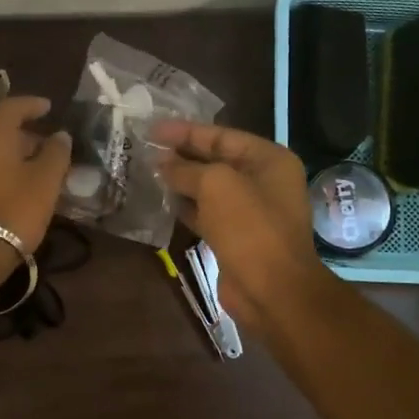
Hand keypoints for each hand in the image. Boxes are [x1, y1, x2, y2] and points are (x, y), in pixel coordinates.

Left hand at [0, 96, 71, 294]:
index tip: (49, 108)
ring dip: (19, 159)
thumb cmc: (14, 210)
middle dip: (29, 137)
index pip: (10, 108)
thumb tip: (60, 135)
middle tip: (53, 149)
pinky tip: (24, 194)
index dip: (31, 104)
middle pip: (1, 134)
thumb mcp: (45, 181)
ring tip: (43, 174)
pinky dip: (8, 176)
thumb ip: (56, 154)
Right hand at [154, 121, 328, 335]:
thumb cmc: (249, 227)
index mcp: (269, 160)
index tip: (153, 129)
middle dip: (182, 155)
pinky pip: (208, 213)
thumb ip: (186, 169)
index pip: (222, 135)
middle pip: (216, 160)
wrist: (272, 289)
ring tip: (148, 171)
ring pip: (210, 188)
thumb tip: (162, 163)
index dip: (186, 131)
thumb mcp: (216, 185)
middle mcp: (263, 181)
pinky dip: (187, 206)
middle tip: (146, 148)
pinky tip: (163, 201)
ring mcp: (251, 211)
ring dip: (181, 181)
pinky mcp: (236, 237)